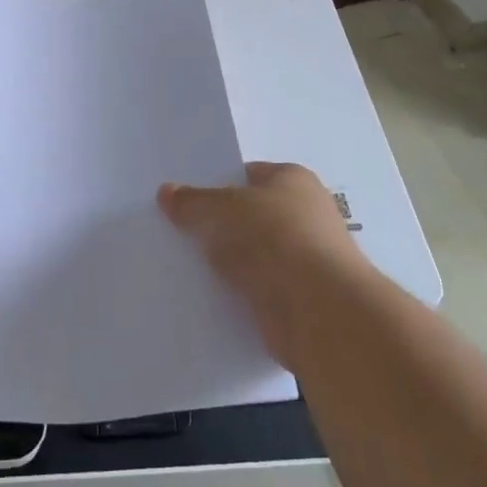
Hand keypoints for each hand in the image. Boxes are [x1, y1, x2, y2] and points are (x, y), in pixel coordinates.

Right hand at [158, 161, 366, 365]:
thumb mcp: (221, 209)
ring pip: (252, 255)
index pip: (247, 174)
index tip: (183, 199)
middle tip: (176, 231)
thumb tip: (167, 192)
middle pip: (249, 215)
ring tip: (182, 265)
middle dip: (218, 225)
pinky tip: (205, 295)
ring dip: (227, 263)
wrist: (319, 311)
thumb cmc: (273, 238)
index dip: (215, 183)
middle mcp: (305, 215)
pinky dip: (237, 293)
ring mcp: (305, 260)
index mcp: (293, 180)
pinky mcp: (299, 299)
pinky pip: (257, 289)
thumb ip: (192, 202)